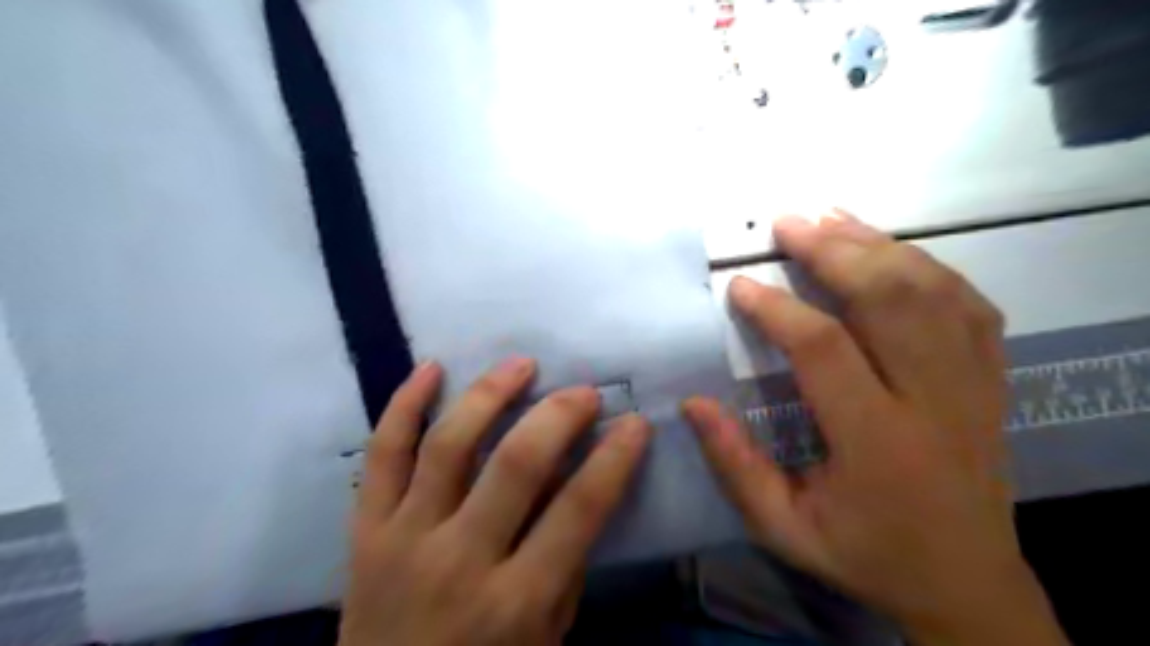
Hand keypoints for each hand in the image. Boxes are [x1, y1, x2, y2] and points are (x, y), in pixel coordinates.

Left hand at [338, 359, 648, 644]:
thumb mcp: (546, 636)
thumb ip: (567, 562)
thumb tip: (580, 481)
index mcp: (517, 601)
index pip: (579, 509)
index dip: (614, 458)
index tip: (635, 422)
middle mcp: (460, 560)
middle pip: (517, 464)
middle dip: (558, 415)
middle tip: (583, 391)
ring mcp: (405, 538)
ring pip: (449, 445)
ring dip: (490, 393)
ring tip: (521, 364)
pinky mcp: (365, 529)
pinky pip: (382, 454)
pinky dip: (403, 404)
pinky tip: (432, 367)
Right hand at [681, 214, 1069, 641]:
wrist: (966, 583)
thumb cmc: (865, 555)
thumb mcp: (783, 528)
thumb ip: (735, 466)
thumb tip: (693, 404)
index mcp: (877, 442)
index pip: (825, 349)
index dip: (777, 309)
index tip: (740, 286)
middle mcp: (934, 401)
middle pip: (890, 300)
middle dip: (833, 251)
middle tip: (788, 224)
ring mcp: (973, 385)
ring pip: (933, 291)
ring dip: (878, 246)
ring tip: (831, 218)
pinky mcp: (991, 380)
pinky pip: (969, 304)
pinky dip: (928, 266)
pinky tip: (892, 250)